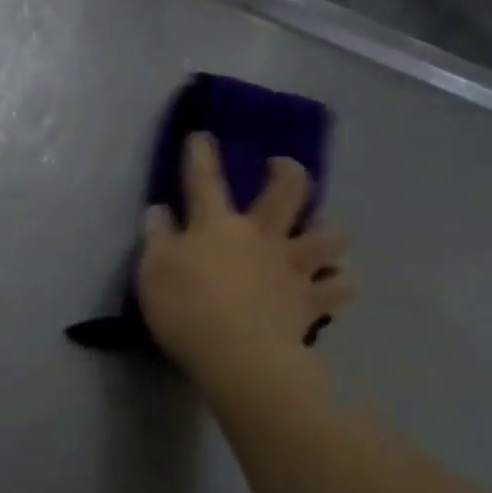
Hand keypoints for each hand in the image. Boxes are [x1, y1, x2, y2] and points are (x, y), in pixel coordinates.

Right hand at [136, 132, 352, 390]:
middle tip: (282, 168)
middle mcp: (261, 236)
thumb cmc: (187, 310)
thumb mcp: (153, 271)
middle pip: (288, 191)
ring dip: (328, 228)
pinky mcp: (311, 301)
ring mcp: (292, 267)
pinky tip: (332, 282)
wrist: (239, 357)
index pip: (205, 179)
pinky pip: (339, 286)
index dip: (201, 154)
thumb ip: (157, 237)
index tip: (202, 135)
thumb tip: (159, 210)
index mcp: (217, 225)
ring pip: (329, 235)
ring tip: (322, 231)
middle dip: (288, 171)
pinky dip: (338, 282)